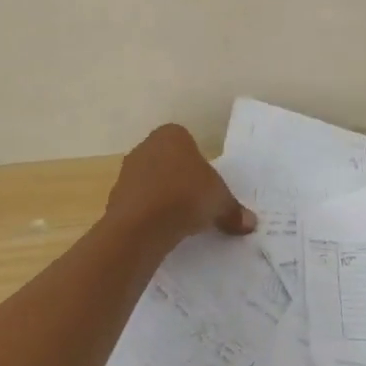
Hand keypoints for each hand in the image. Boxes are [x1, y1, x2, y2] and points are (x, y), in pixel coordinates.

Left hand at [102, 124, 253, 253]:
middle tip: (197, 202)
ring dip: (163, 197)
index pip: (188, 143)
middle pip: (168, 162)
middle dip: (180, 179)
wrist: (141, 225)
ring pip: (152, 182)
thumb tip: (250, 223)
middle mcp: (146, 146)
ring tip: (180, 220)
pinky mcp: (114, 198)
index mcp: (171, 134)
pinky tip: (161, 230)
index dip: (199, 164)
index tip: (207, 185)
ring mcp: (127, 172)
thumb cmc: (186, 196)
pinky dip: (149, 214)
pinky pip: (139, 203)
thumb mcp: (220, 201)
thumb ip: (234, 210)